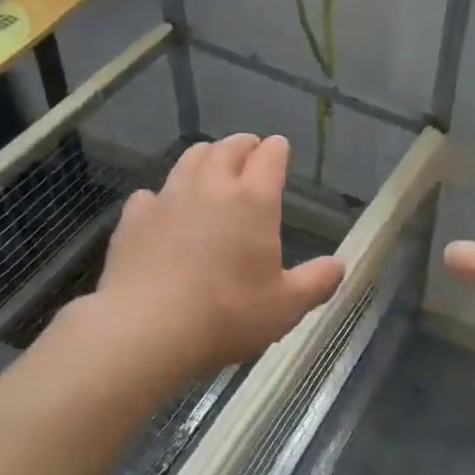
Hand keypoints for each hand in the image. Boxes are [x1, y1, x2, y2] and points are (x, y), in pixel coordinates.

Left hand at [94, 133, 344, 379]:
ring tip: (211, 168)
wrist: (146, 329)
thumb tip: (340, 265)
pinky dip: (164, 196)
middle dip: (244, 145)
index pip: (270, 155)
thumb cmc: (227, 314)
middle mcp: (211, 186)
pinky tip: (164, 212)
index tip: (280, 150)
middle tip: (250, 152)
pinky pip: (152, 194)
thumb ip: (316, 282)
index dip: (277, 149)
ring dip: (206, 157)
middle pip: (228, 147)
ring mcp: (169, 197)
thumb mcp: (285, 307)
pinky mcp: (134, 216)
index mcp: (254, 199)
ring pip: (190, 158)